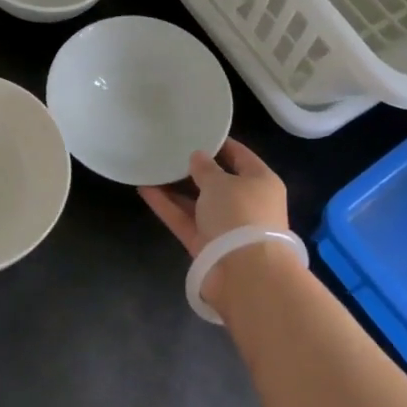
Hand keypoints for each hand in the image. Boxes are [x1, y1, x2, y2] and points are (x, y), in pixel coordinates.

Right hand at [138, 138, 290, 256]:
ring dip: (176, 188)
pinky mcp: (206, 246)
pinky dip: (167, 206)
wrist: (245, 274)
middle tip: (170, 150)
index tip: (197, 132)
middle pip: (218, 182)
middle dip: (195, 169)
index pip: (241, 157)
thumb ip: (206, 168)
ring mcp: (226, 227)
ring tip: (152, 167)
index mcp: (261, 182)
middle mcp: (246, 204)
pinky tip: (144, 189)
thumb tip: (198, 157)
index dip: (220, 144)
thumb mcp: (221, 183)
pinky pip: (185, 220)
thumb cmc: (240, 215)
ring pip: (198, 202)